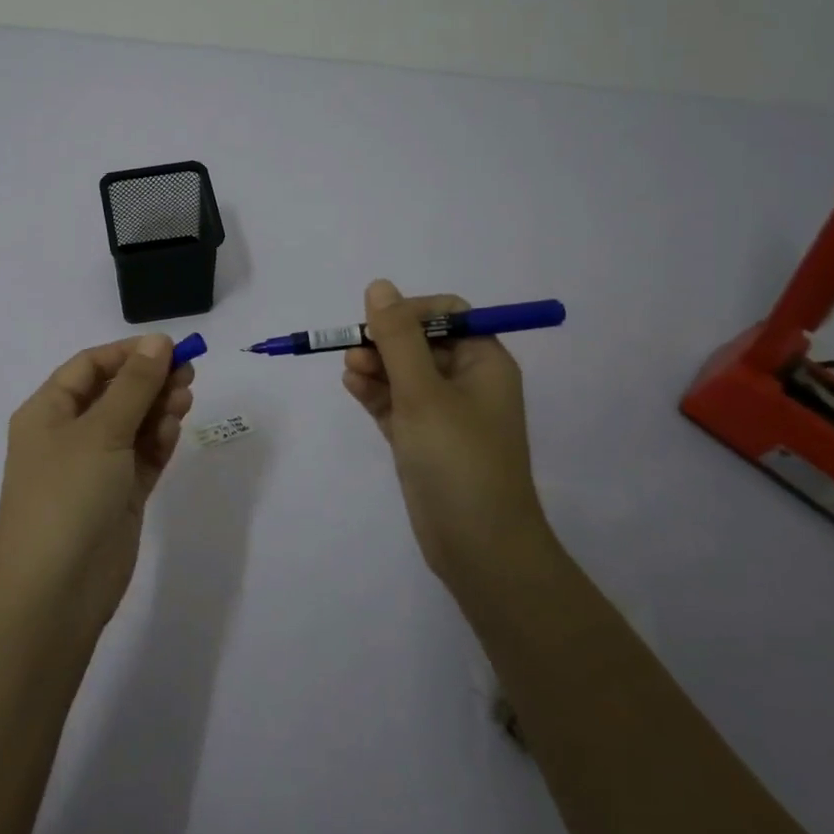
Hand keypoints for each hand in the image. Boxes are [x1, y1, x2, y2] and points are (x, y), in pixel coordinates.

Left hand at [0, 334, 195, 632]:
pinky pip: (142, 457)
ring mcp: (94, 468)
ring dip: (158, 409)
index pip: (90, 366)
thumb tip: (158, 341)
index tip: (170, 348)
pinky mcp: (118, 496)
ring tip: (185, 401)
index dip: (128, 353)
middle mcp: (68, 435)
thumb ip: (135, 385)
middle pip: (115, 393)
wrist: (54, 593)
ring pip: (133, 425)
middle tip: (188, 375)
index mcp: (48, 412)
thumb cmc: (67, 496)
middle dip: (150, 381)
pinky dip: (159, 441)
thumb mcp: (101, 431)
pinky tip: (174, 430)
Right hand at [342, 280, 547, 598]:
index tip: (378, 325)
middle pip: (420, 342)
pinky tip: (353, 386)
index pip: (447, 314)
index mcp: (484, 362)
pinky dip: (375, 392)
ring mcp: (444, 413)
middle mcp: (467, 382)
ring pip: (403, 373)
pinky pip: (396, 403)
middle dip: (385, 342)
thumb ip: (398, 338)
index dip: (410, 312)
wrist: (479, 547)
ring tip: (349, 371)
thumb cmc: (458, 459)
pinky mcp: (423, 440)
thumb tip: (379, 286)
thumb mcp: (424, 392)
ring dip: (375, 366)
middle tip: (353, 351)